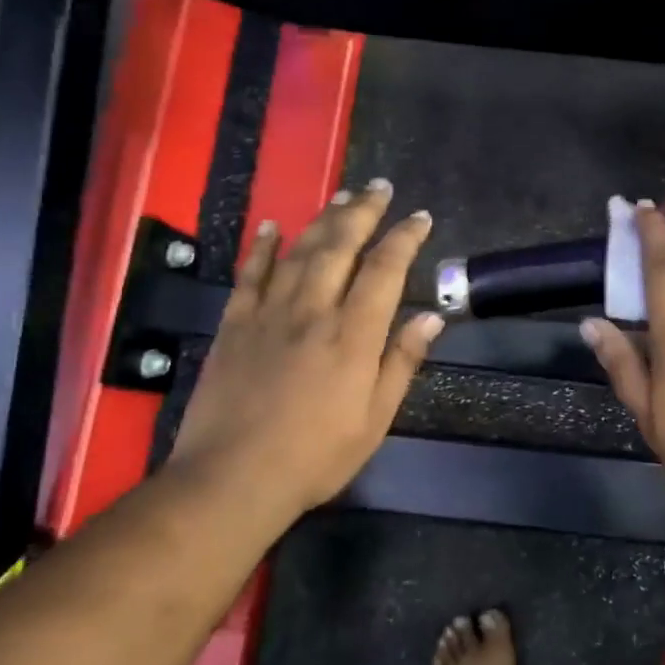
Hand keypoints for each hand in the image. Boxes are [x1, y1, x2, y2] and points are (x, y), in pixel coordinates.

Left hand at [169, 179, 441, 520]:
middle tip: (379, 186)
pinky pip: (249, 275)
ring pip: (298, 251)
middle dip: (363, 212)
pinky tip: (270, 225)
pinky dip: (260, 247)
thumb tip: (432, 316)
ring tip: (341, 196)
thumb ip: (402, 361)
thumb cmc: (316, 456)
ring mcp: (269, 314)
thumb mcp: (375, 418)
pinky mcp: (234, 325)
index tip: (420, 217)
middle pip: (340, 246)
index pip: (384, 270)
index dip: (404, 238)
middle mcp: (313, 311)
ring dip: (322, 220)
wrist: (232, 478)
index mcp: (353, 335)